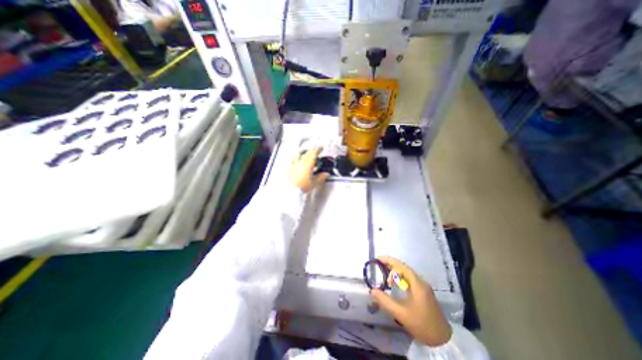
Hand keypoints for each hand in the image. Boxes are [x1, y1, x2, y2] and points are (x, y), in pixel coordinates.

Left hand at [288, 146, 327, 191]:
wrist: (290, 191)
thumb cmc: (303, 186)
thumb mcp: (314, 183)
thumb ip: (320, 177)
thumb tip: (325, 174)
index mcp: (307, 164)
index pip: (313, 153)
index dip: (317, 149)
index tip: (321, 148)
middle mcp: (300, 162)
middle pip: (306, 153)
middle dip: (311, 151)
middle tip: (314, 152)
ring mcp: (293, 164)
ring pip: (298, 154)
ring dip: (303, 153)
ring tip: (305, 154)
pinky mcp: (288, 168)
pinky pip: (292, 160)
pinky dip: (296, 159)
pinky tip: (297, 163)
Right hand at [369, 256, 453, 345]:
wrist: (444, 341)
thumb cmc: (422, 325)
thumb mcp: (401, 314)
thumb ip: (385, 301)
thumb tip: (372, 290)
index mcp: (417, 284)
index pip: (401, 266)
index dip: (389, 261)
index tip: (377, 259)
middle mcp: (421, 281)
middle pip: (404, 268)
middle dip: (390, 265)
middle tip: (378, 265)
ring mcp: (423, 287)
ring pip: (407, 273)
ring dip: (395, 272)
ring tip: (384, 275)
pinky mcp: (424, 292)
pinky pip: (409, 279)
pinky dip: (400, 278)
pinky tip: (395, 284)